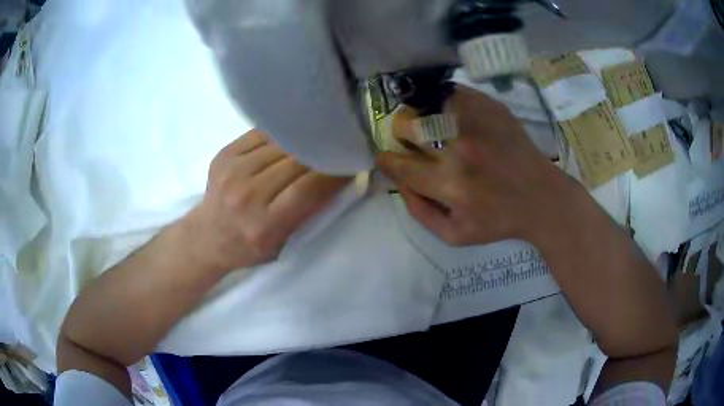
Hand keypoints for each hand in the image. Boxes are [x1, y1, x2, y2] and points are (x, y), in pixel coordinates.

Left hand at [184, 130, 350, 272]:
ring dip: (301, 143)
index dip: (333, 173)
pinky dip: (280, 135)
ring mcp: (232, 171)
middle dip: (320, 154)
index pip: (307, 189)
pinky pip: (261, 134)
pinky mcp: (224, 155)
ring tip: (314, 142)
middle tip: (335, 149)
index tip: (350, 163)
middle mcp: (246, 195)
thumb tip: (337, 176)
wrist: (208, 236)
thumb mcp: (283, 244)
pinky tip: (288, 139)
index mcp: (264, 224)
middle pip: (295, 162)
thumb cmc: (250, 247)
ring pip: (280, 144)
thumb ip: (307, 214)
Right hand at [377, 85, 580, 245]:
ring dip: (419, 115)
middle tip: (411, 141)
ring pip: (425, 103)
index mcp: (450, 184)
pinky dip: (441, 101)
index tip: (386, 159)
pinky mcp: (490, 106)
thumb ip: (419, 212)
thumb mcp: (454, 235)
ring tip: (429, 125)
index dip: (386, 161)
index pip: (400, 165)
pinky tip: (447, 114)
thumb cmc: (499, 220)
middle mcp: (460, 148)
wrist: (542, 197)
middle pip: (407, 125)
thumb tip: (398, 181)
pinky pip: (450, 92)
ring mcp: (476, 122)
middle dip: (401, 135)